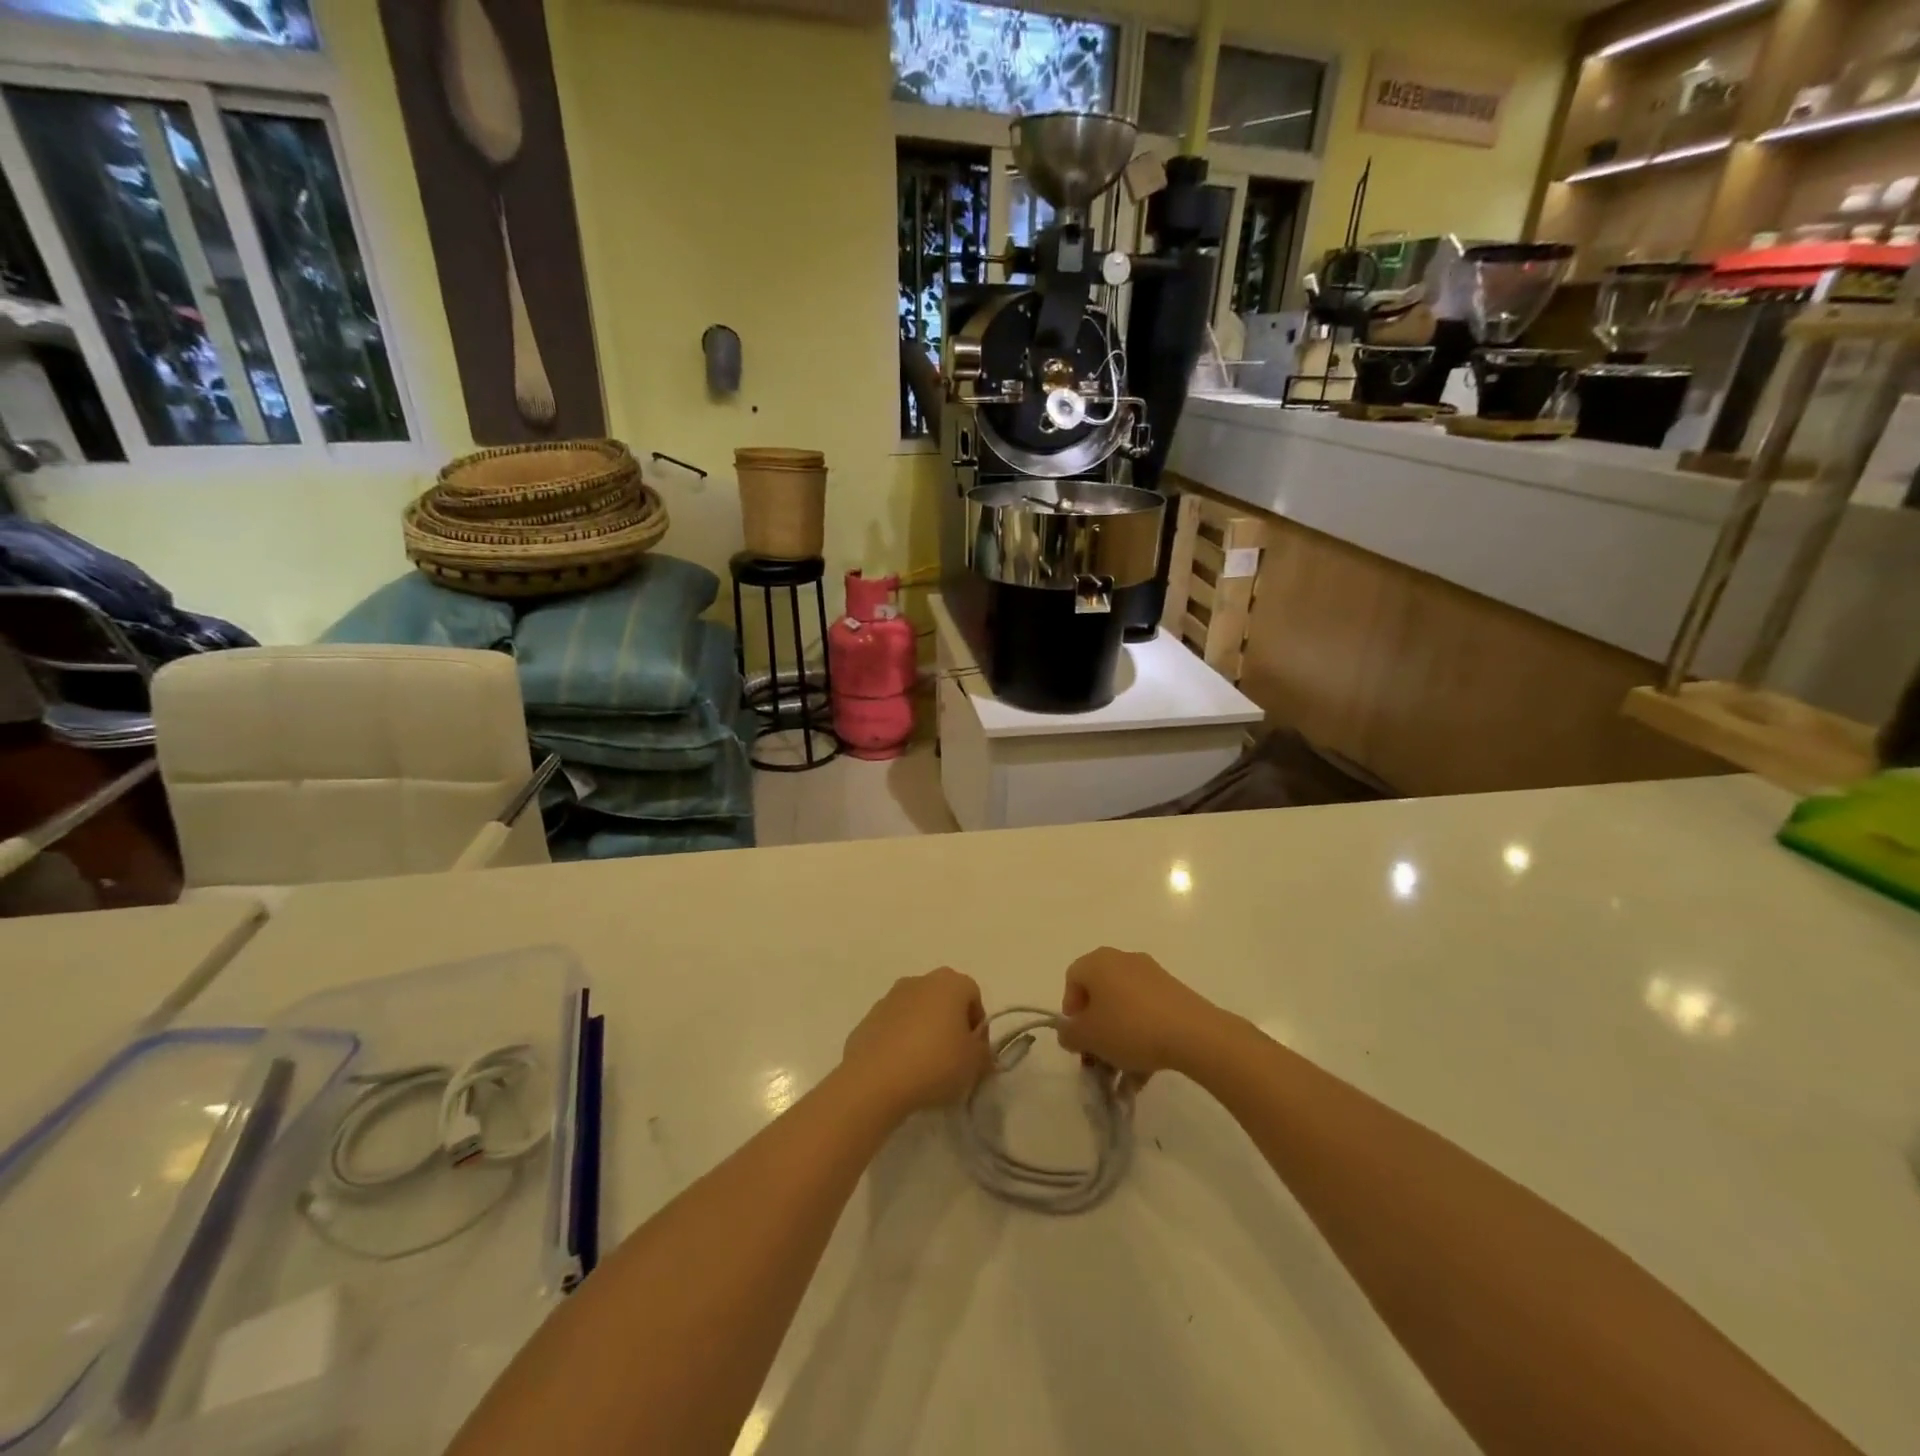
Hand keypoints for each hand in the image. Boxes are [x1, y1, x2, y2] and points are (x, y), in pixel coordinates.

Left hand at [841, 967, 991, 1117]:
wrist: (874, 1080)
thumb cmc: (935, 1063)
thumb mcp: (974, 1064)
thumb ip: (983, 1052)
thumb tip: (978, 1049)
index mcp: (949, 983)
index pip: (973, 995)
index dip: (978, 1024)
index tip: (975, 1051)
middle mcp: (919, 981)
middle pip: (943, 999)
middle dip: (950, 1024)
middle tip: (953, 1057)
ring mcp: (890, 998)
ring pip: (916, 1011)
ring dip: (924, 1031)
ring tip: (925, 1066)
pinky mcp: (868, 1018)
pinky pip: (894, 1027)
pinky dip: (900, 1041)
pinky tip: (901, 1069)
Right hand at [1057, 947, 1223, 1075]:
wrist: (1193, 1034)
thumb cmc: (1129, 1028)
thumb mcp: (1087, 1036)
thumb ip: (1068, 1034)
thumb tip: (1070, 1031)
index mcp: (1098, 962)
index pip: (1072, 980)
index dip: (1070, 1011)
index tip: (1079, 1039)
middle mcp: (1123, 960)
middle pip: (1100, 995)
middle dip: (1095, 1029)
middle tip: (1098, 1058)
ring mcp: (1152, 975)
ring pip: (1125, 1009)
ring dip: (1118, 1040)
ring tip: (1123, 1076)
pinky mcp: (1174, 992)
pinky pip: (1147, 1014)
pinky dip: (1141, 1038)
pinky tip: (1144, 1072)